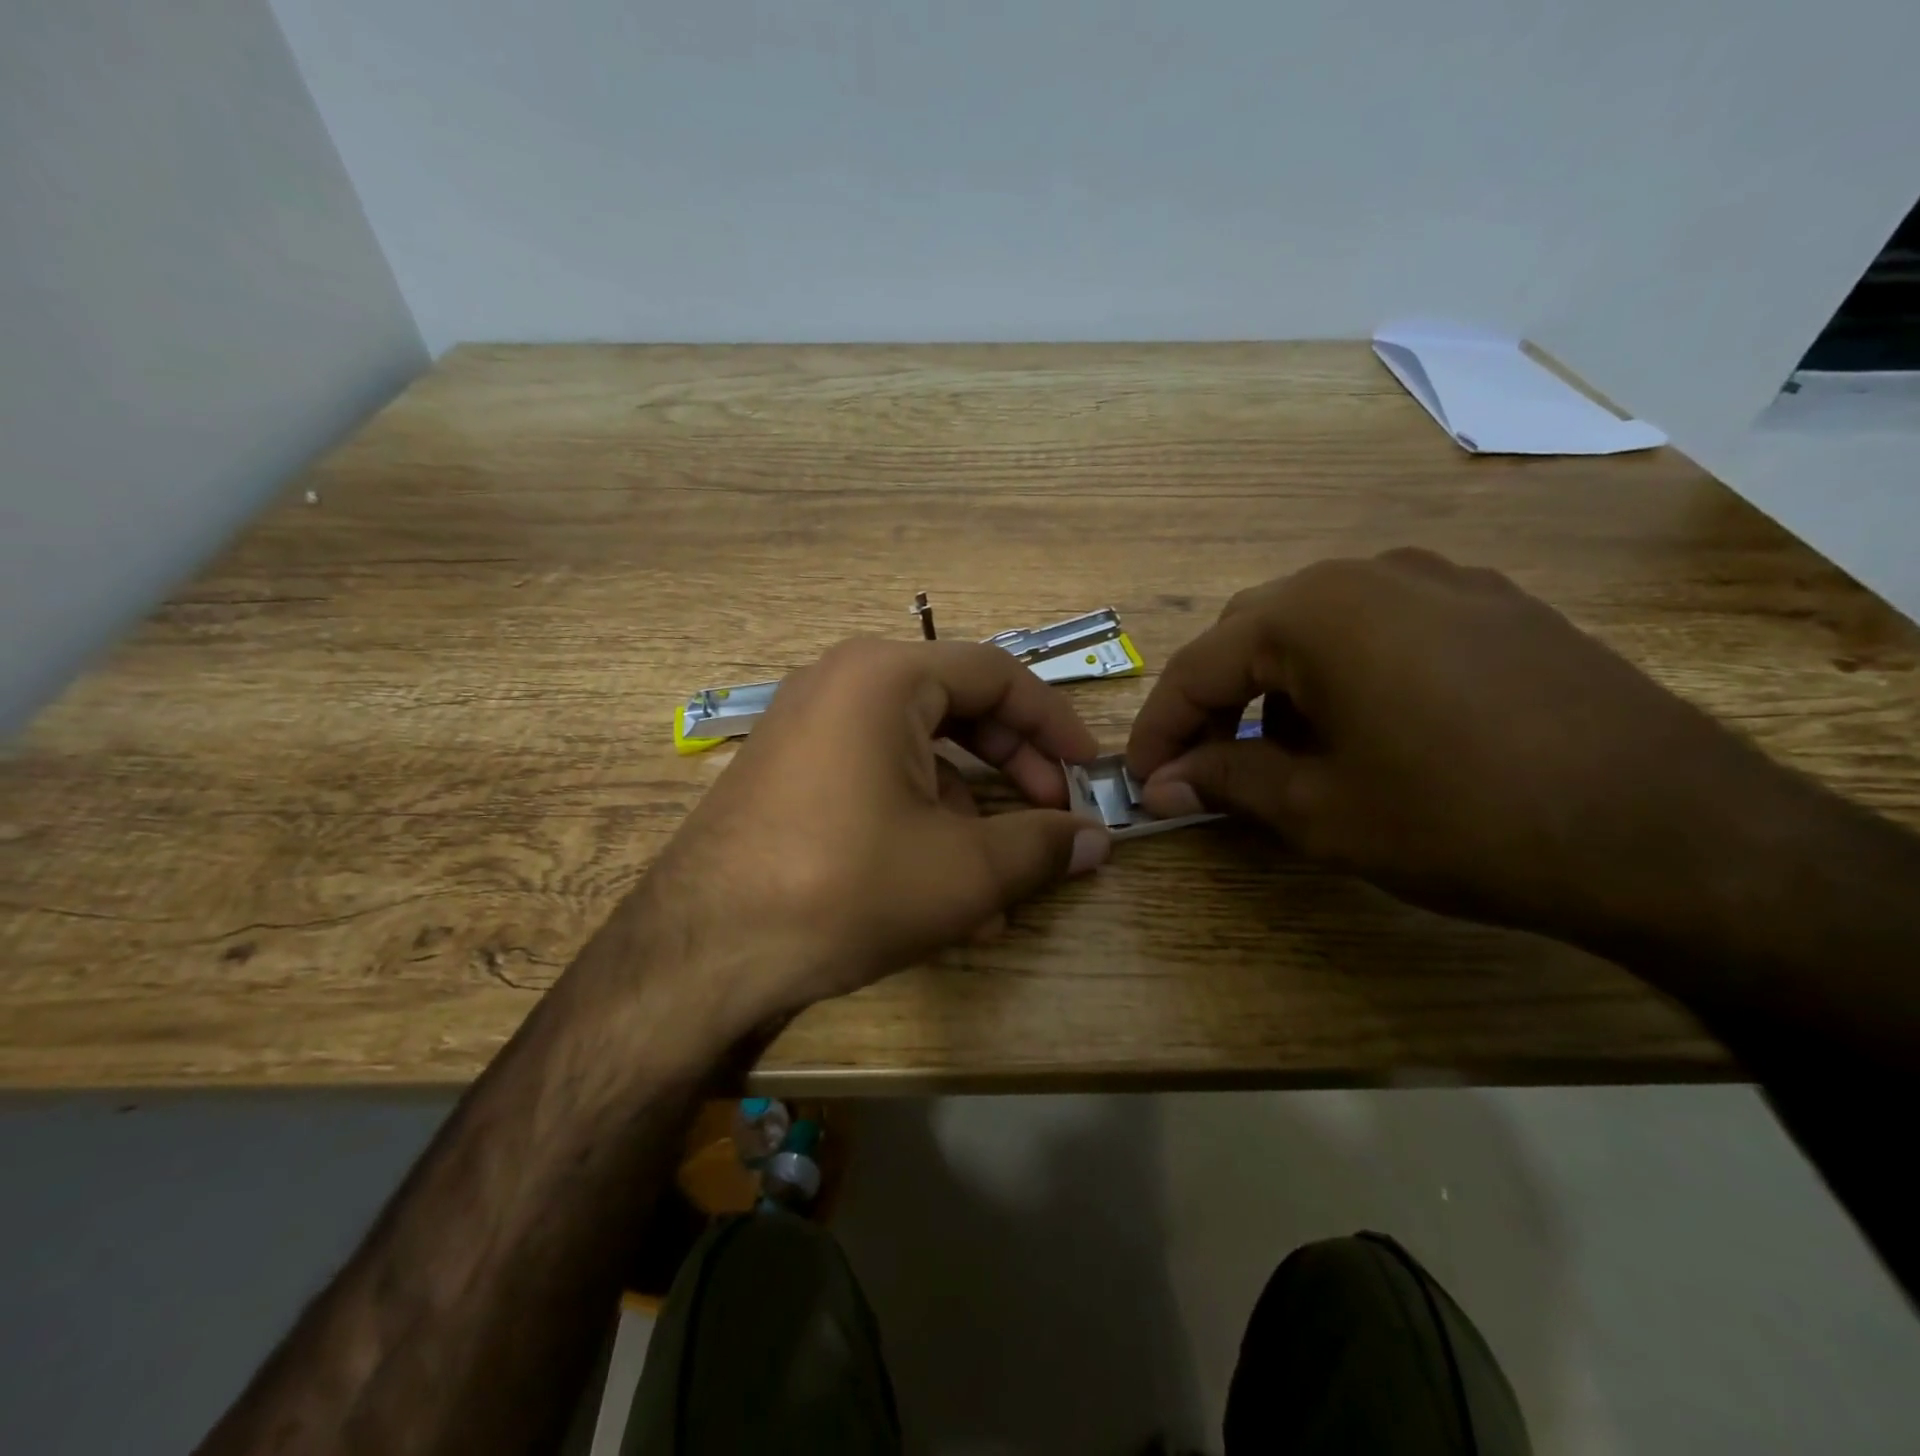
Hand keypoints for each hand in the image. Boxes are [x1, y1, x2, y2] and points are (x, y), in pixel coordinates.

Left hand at [636, 638, 1110, 1032]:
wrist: (701, 953)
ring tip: (1000, 884)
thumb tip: (1100, 841)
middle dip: (1013, 768)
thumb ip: (1042, 846)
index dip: (1055, 723)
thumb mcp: (963, 871)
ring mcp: (806, 726)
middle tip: (1053, 817)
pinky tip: (941, 892)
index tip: (1090, 770)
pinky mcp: (786, 772)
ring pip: (915, 753)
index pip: (997, 676)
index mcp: (885, 676)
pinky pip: (873, 779)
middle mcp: (841, 682)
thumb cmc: (845, 888)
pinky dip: (917, 821)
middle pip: (956, 709)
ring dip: (968, 812)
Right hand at [1125, 549, 1798, 941]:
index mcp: (1313, 611)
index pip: (1198, 667)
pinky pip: (1382, 630)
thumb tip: (1160, 786)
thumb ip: (1226, 782)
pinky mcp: (1494, 606)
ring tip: (1286, 759)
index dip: (1160, 730)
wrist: (1673, 833)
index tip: (1141, 781)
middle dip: (1216, 705)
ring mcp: (1441, 580)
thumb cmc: (1462, 819)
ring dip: (1279, 691)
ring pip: (1317, 629)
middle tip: (1203, 770)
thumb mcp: (1321, 811)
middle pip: (1253, 636)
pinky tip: (1364, 733)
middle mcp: (1369, 572)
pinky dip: (1342, 677)